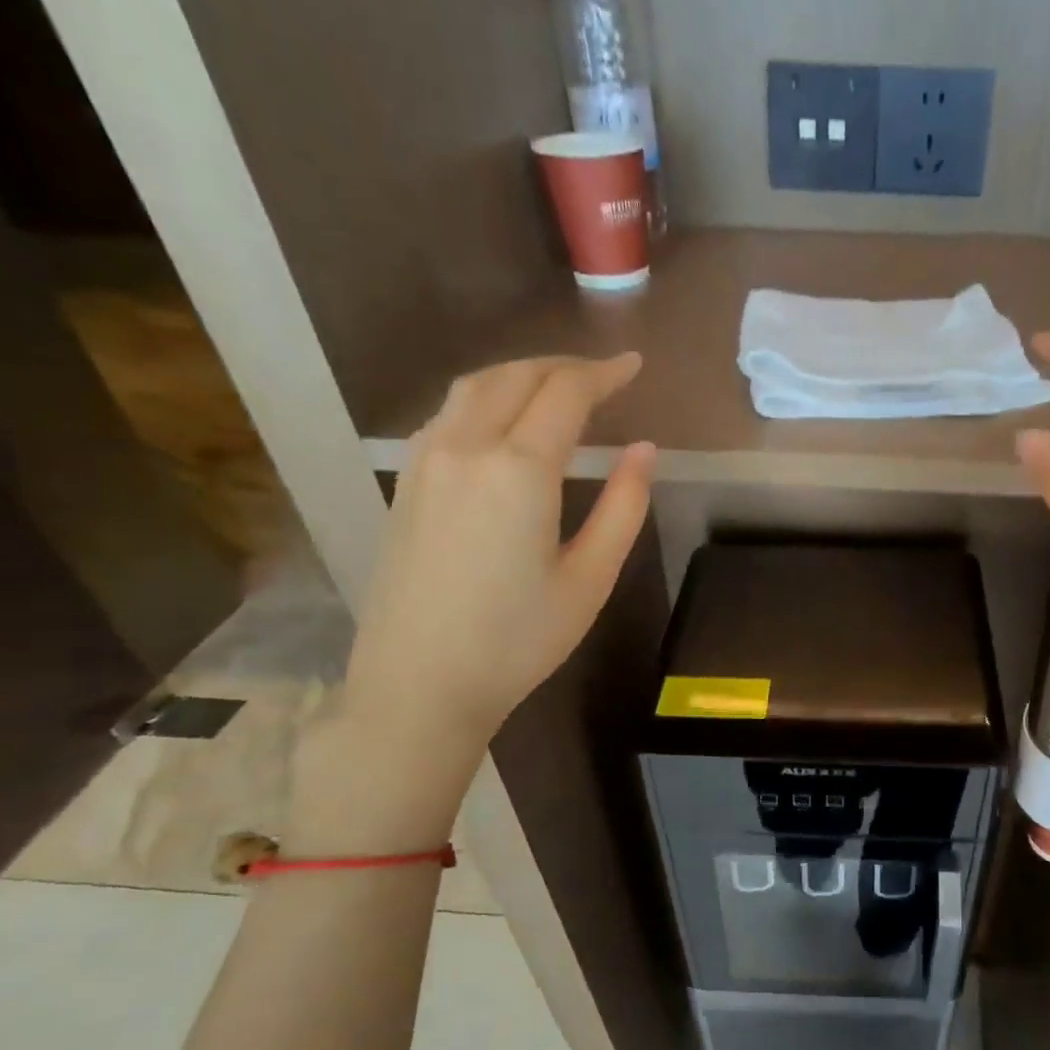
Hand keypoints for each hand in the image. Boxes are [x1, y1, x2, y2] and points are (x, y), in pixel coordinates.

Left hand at [340, 353, 654, 762]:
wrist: (419, 684)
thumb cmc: (518, 639)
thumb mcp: (590, 578)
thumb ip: (623, 507)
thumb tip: (643, 450)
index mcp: (518, 469)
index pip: (566, 393)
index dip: (604, 373)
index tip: (635, 365)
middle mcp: (465, 447)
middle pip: (515, 376)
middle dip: (564, 366)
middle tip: (604, 375)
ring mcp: (425, 462)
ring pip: (474, 387)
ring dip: (521, 374)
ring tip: (558, 387)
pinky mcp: (405, 484)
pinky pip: (448, 414)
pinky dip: (486, 398)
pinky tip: (504, 422)